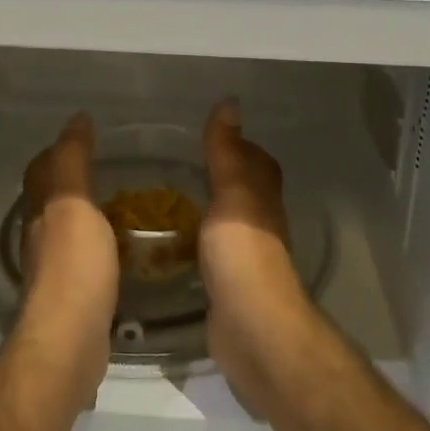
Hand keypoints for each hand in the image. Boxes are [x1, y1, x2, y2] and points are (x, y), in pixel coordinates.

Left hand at [16, 114, 119, 412]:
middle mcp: (41, 237)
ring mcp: (55, 271)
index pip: (43, 170)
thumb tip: (76, 118)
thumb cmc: (74, 268)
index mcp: (41, 212)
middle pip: (49, 199)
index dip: (58, 150)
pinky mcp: (73, 298)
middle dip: (69, 179)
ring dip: (85, 213)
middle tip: (106, 166)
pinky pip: (84, 258)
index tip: (85, 133)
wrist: (69, 343)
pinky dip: (99, 244)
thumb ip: (73, 162)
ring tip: (119, 203)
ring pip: (66, 229)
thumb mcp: (74, 205)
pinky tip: (121, 248)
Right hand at [199, 100, 318, 417]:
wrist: (250, 327)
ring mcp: (246, 257)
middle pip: (245, 191)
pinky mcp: (228, 286)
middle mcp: (260, 224)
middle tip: (180, 164)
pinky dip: (196, 241)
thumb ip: (227, 152)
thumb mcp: (233, 193)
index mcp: (262, 198)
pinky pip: (212, 253)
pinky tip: (171, 244)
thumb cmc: (242, 253)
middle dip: (221, 176)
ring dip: (208, 209)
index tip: (209, 133)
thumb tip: (230, 103)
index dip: (239, 145)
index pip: (257, 162)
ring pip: (228, 222)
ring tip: (167, 199)